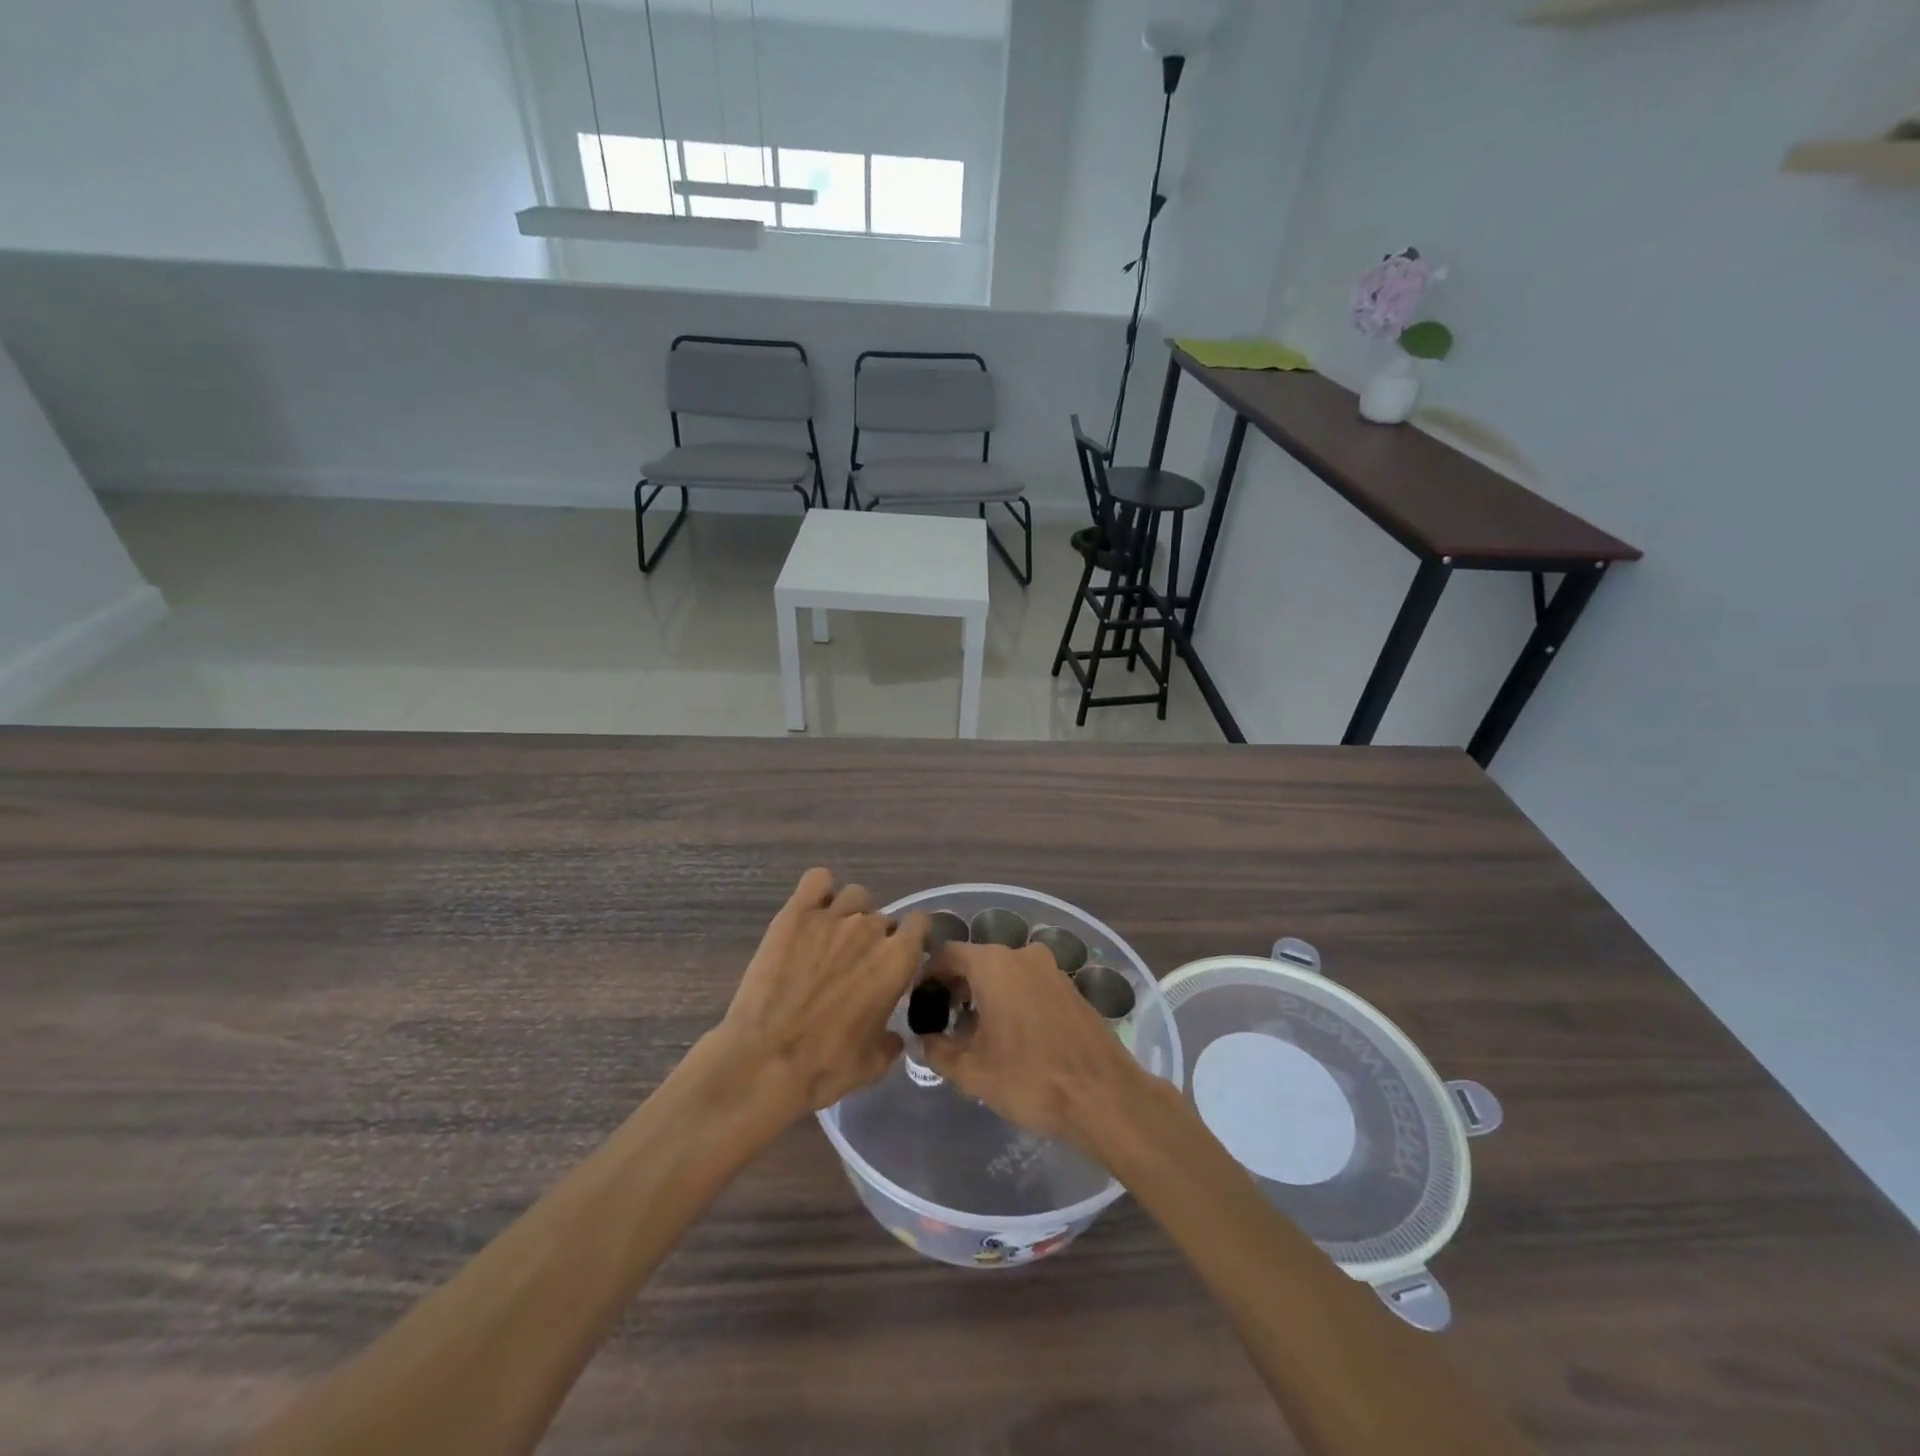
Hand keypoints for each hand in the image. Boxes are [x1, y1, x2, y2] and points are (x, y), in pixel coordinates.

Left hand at [714, 868, 929, 1117]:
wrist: (763, 1060)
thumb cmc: (824, 1066)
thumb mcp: (873, 1064)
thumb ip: (891, 1040)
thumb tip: (893, 1034)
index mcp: (896, 960)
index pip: (920, 923)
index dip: (911, 938)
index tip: (900, 956)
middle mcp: (869, 929)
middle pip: (883, 917)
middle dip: (875, 937)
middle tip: (855, 964)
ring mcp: (831, 917)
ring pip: (855, 896)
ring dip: (850, 912)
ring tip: (832, 938)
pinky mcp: (795, 913)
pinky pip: (817, 880)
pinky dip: (819, 890)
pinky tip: (812, 910)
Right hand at [918, 942, 1146, 1144]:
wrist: (1103, 1095)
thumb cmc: (1029, 1078)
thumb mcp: (972, 1072)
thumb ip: (939, 1051)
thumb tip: (925, 1040)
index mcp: (993, 964)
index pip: (947, 954)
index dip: (928, 976)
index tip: (919, 1003)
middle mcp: (1021, 955)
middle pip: (977, 961)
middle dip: (956, 988)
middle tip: (944, 1022)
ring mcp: (1050, 969)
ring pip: (1005, 972)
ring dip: (985, 994)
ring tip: (975, 1033)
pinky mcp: (1070, 987)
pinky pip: (1029, 983)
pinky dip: (1012, 999)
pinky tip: (1011, 1036)